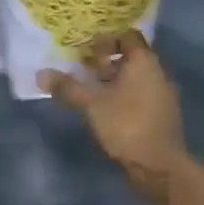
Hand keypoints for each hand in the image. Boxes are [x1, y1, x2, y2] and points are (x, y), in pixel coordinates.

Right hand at [39, 30, 189, 204]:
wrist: (160, 169)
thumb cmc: (127, 125)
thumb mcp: (91, 104)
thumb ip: (67, 87)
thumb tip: (40, 74)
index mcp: (144, 62)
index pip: (127, 36)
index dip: (106, 40)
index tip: (86, 50)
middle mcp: (158, 73)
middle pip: (131, 57)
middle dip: (106, 62)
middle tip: (83, 69)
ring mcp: (163, 96)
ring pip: (136, 78)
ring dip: (114, 81)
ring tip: (90, 91)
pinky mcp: (162, 117)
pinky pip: (141, 96)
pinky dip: (124, 97)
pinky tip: (106, 110)